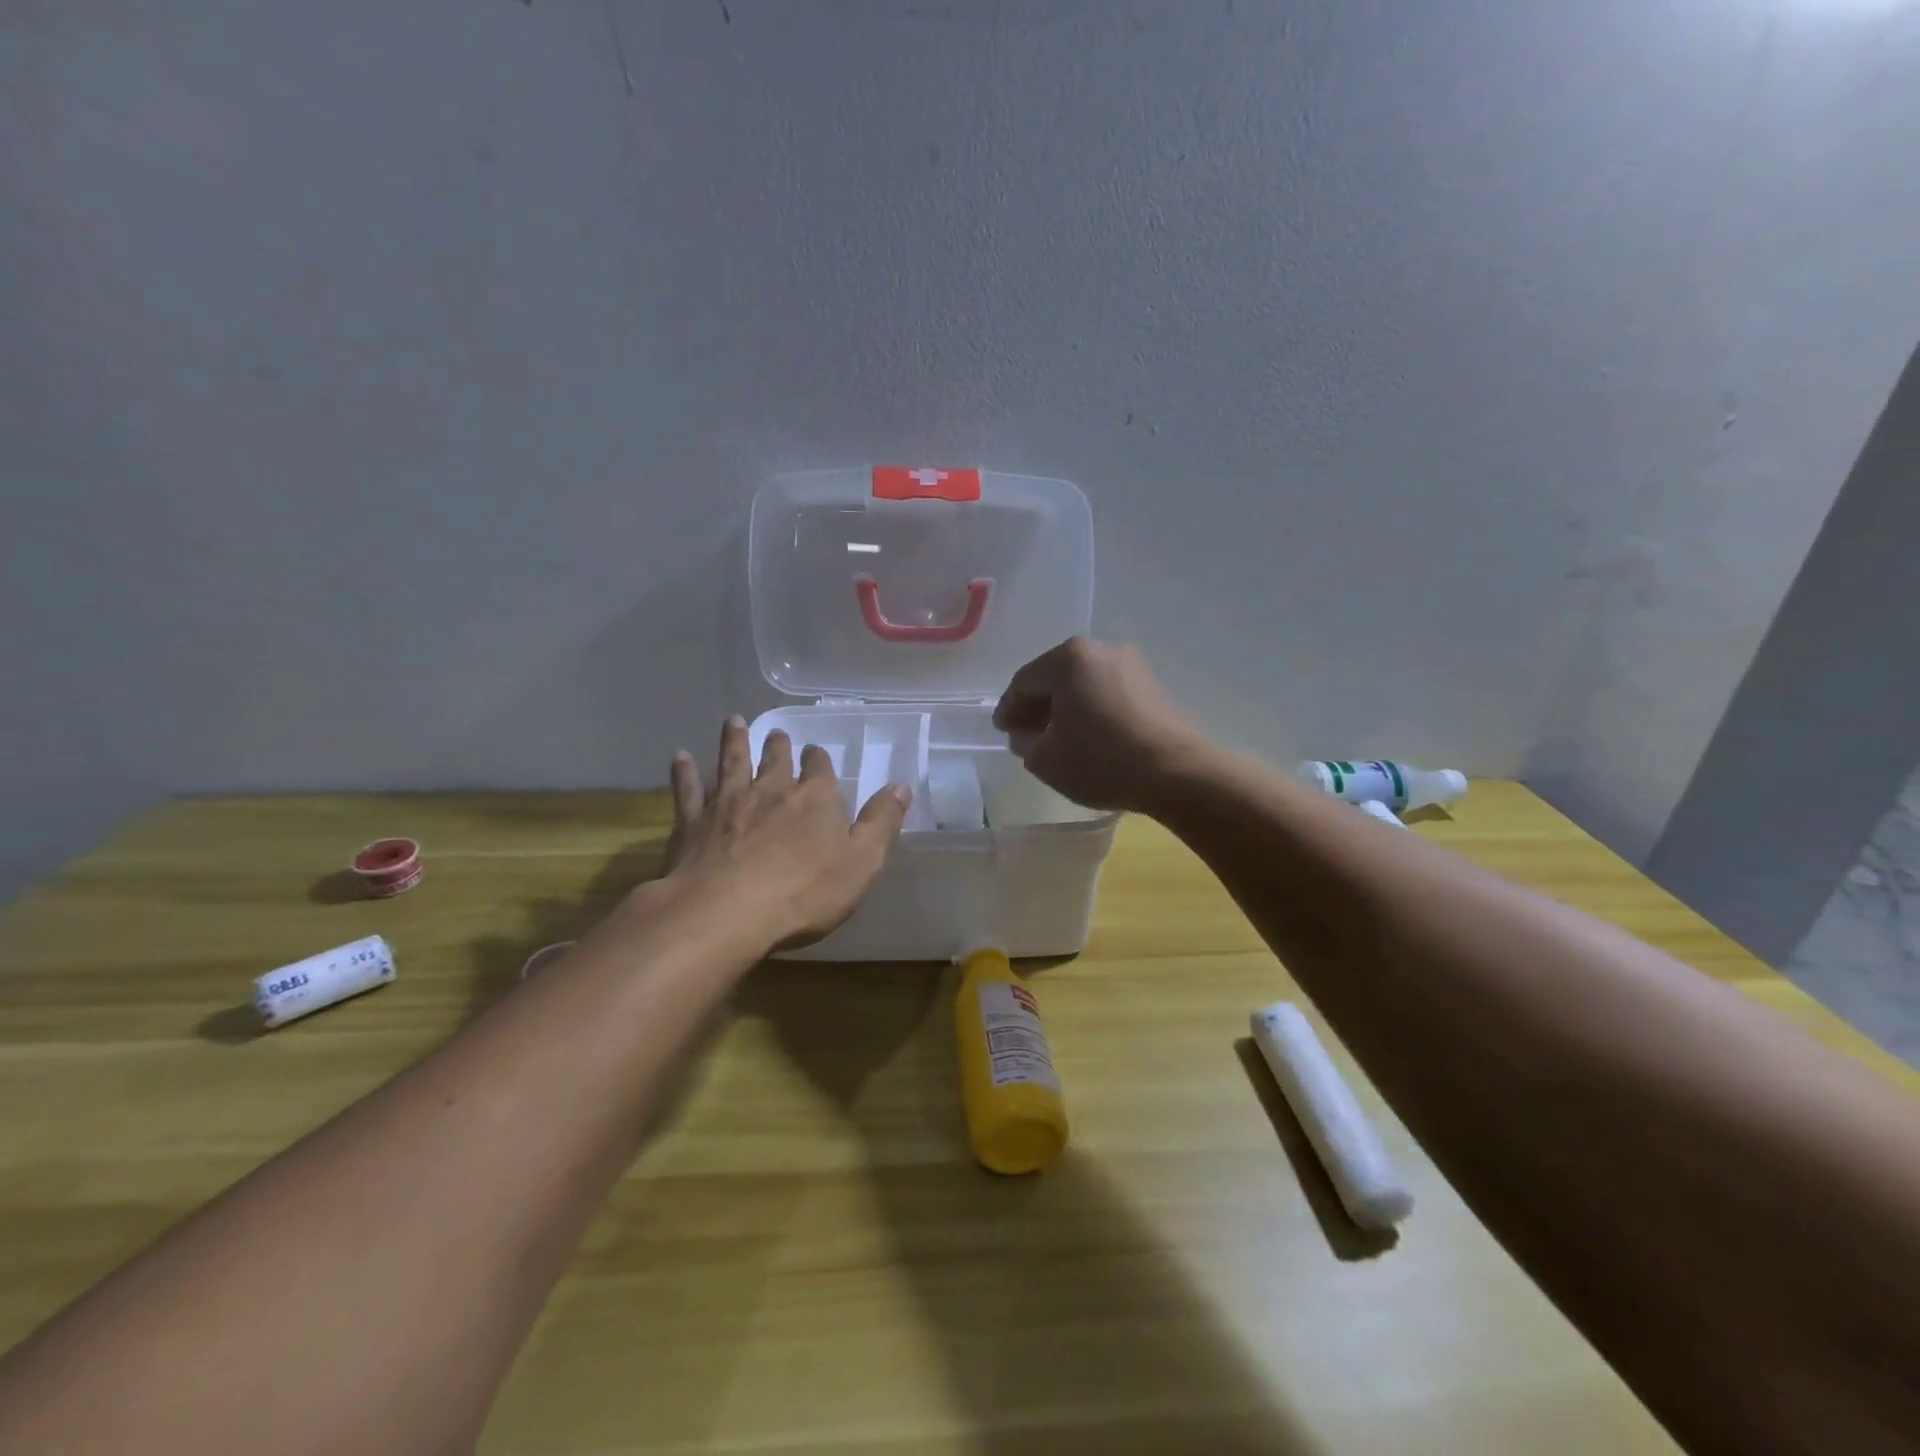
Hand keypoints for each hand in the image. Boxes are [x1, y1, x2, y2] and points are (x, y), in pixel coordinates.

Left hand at [662, 717, 910, 947]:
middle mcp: (771, 790)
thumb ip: (881, 823)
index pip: (819, 769)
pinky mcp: (693, 823)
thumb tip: (901, 786)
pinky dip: (685, 771)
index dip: (818, 760)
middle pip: (775, 760)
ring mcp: (728, 803)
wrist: (725, 912)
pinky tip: (680, 757)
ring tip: (734, 721)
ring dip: (734, 741)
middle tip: (776, 732)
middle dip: (778, 745)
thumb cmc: (803, 893)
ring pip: (732, 762)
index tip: (815, 753)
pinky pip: (689, 789)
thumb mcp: (861, 863)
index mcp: (814, 799)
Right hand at [992, 637, 1207, 812]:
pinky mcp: (1153, 687)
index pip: (1024, 682)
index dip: (1008, 708)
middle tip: (1025, 735)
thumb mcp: (1045, 759)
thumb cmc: (1100, 760)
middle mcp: (1101, 650)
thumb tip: (1026, 734)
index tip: (1002, 731)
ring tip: (1056, 739)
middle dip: (1037, 707)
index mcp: (1068, 658)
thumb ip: (1024, 742)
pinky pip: (1108, 694)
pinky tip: (1087, 737)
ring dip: (1065, 709)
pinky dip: (1091, 711)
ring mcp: (1131, 666)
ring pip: (1083, 685)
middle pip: (1055, 678)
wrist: (1175, 772)